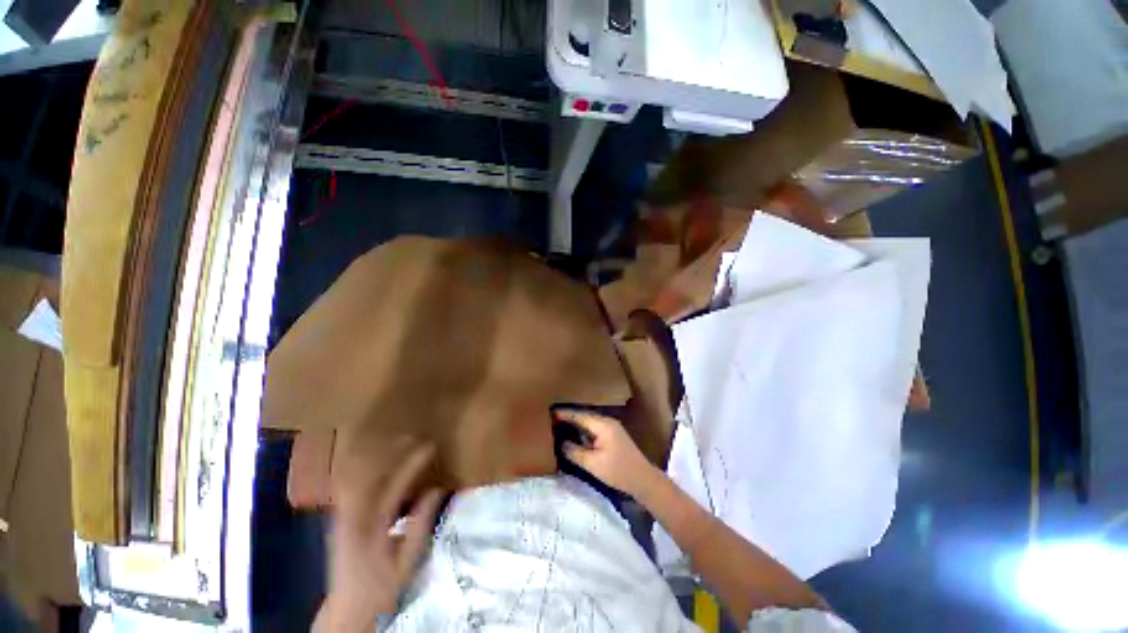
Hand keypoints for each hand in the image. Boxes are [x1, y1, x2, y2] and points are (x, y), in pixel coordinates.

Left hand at [316, 440, 442, 632]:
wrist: (346, 609)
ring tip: (398, 443)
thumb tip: (437, 489)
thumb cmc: (381, 588)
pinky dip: (366, 467)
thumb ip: (421, 524)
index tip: (430, 446)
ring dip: (377, 455)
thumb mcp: (407, 561)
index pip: (394, 483)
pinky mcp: (339, 516)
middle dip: (390, 450)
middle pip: (368, 471)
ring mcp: (341, 514)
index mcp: (371, 527)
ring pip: (355, 473)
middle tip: (412, 437)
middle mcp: (351, 515)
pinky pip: (351, 482)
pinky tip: (378, 462)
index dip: (413, 462)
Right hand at [555, 409, 660, 496]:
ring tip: (559, 425)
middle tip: (551, 419)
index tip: (549, 413)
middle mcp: (607, 421)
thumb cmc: (618, 471)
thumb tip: (561, 443)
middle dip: (568, 417)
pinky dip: (583, 429)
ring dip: (576, 423)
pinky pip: (594, 428)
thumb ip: (575, 452)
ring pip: (589, 422)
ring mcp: (611, 427)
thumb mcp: (593, 464)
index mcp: (602, 425)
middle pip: (584, 416)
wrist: (643, 479)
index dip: (564, 414)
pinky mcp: (613, 435)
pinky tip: (575, 435)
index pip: (579, 416)